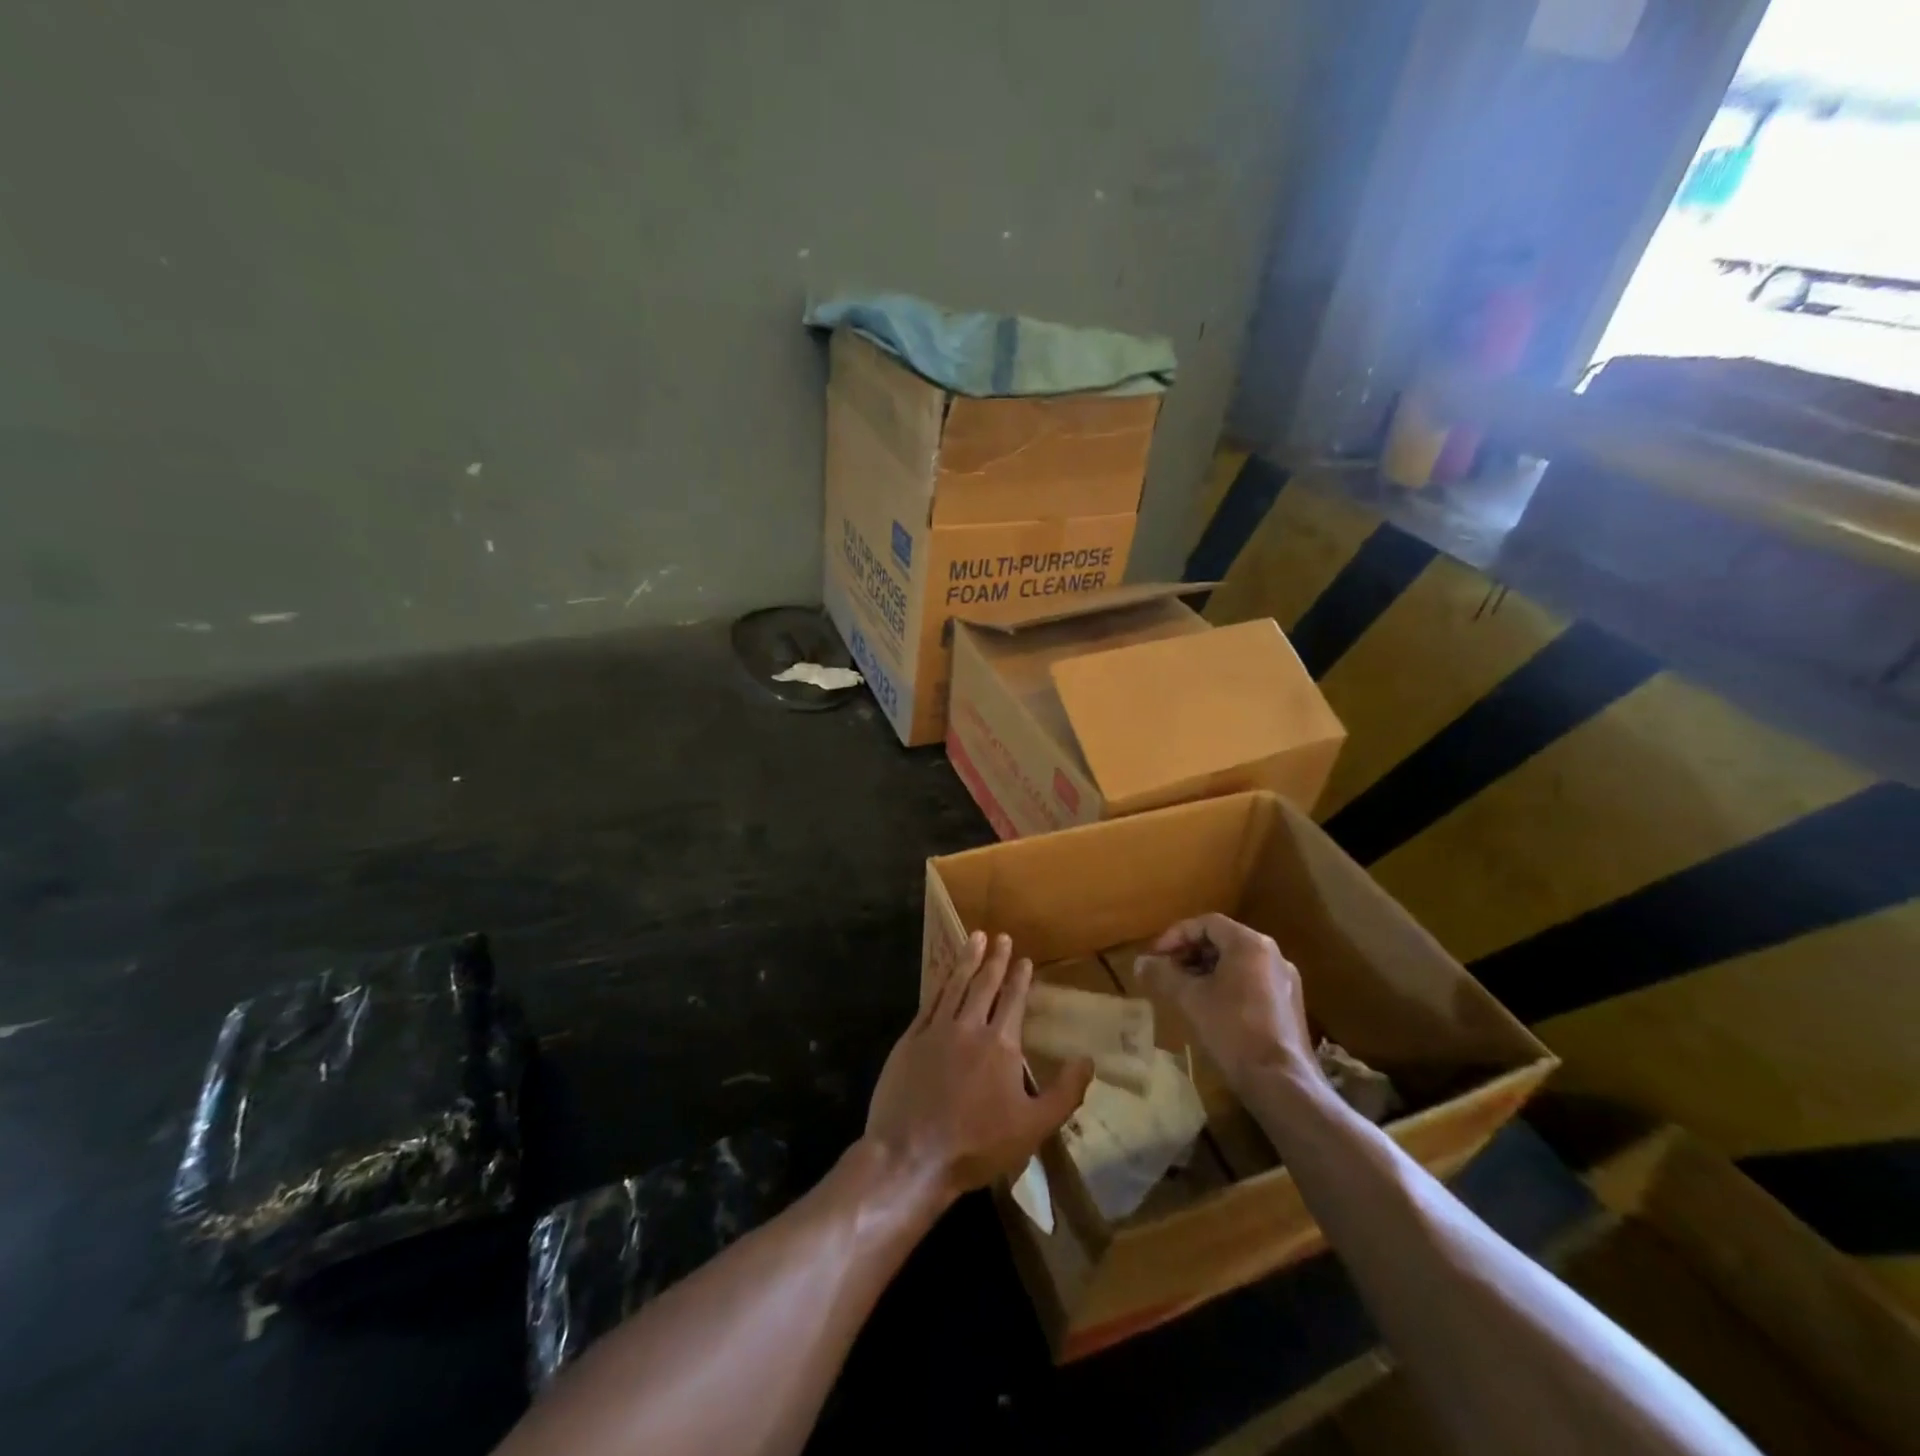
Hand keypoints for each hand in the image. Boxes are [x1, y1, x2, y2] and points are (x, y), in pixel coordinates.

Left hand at [865, 932, 1093, 1204]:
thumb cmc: (977, 1145)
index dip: (1019, 978)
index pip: (1013, 1000)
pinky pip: (929, 1002)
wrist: (911, 1157)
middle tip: (1000, 936)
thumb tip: (1088, 1059)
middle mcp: (968, 1027)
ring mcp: (936, 1030)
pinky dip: (940, 983)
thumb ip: (1064, 1092)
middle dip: (994, 958)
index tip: (1024, 959)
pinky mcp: (910, 1040)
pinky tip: (944, 976)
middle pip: (984, 984)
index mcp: (1000, 1044)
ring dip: (966, 960)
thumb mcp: (1033, 1127)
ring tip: (974, 938)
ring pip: (955, 985)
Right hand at [1137, 913, 1317, 1094]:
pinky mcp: (1289, 1004)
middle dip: (1190, 952)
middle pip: (1223, 940)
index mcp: (1250, 944)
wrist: (1281, 1082)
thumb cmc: (1232, 1030)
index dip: (1176, 935)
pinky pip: (1251, 981)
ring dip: (1206, 969)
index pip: (1206, 923)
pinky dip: (1226, 984)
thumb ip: (1163, 974)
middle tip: (1165, 970)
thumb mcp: (1190, 998)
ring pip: (1237, 962)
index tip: (1155, 955)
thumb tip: (1139, 962)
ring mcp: (1285, 980)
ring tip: (1183, 989)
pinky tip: (1209, 1007)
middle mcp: (1272, 954)